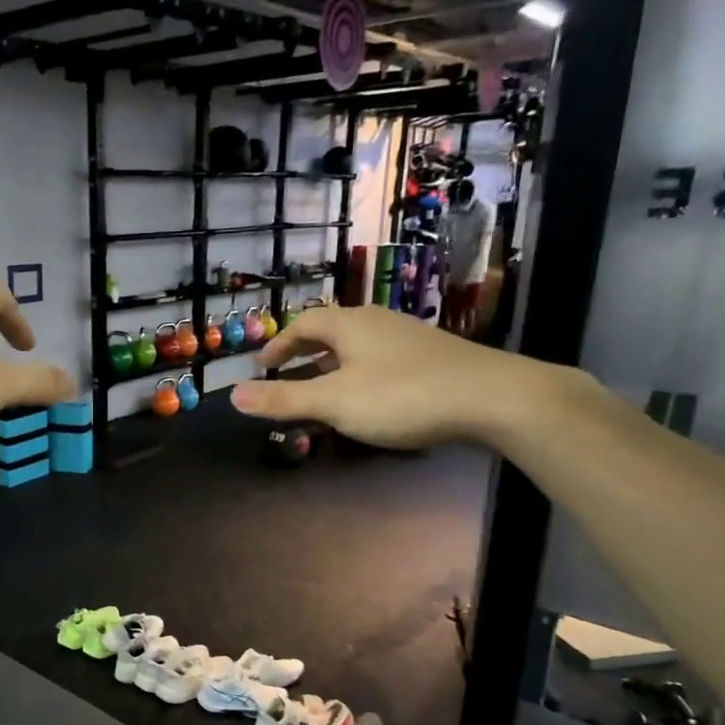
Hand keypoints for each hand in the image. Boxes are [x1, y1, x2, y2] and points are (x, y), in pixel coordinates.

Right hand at [230, 305, 552, 450]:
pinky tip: (370, 398)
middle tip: (286, 376)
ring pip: (358, 345)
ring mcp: (408, 337)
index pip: (303, 324)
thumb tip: (232, 394)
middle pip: (331, 331)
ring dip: (333, 364)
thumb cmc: (402, 396)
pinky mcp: (433, 357)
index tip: (263, 366)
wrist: (493, 397)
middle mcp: (377, 322)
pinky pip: (382, 359)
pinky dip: (360, 373)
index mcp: (349, 325)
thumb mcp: (334, 403)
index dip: (279, 344)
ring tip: (323, 389)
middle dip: (304, 353)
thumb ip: (283, 400)